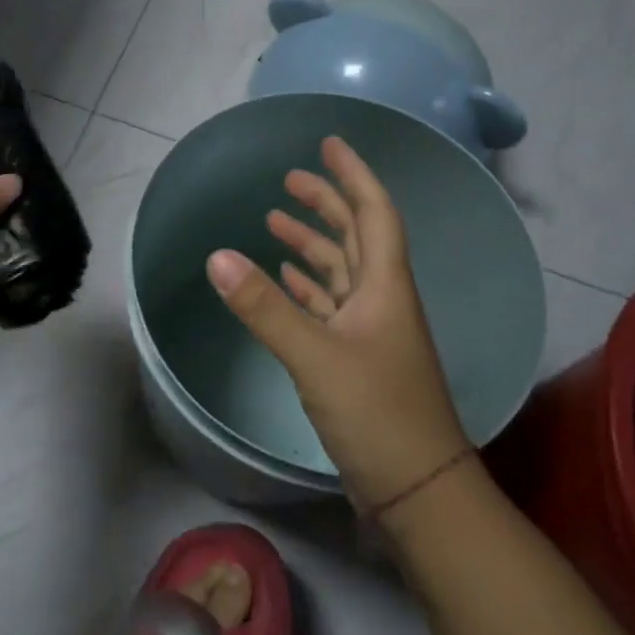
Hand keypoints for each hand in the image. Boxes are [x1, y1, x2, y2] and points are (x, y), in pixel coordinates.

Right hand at [205, 136, 466, 512]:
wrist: (418, 489)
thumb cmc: (377, 412)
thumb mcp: (314, 356)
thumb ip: (264, 307)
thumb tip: (216, 256)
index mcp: (384, 286)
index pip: (373, 212)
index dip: (353, 175)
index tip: (329, 144)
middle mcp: (382, 300)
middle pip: (356, 236)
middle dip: (326, 204)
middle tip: (290, 180)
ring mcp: (371, 331)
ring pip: (341, 272)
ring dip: (312, 244)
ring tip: (275, 223)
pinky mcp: (357, 358)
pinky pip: (330, 306)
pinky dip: (308, 287)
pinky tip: (286, 279)